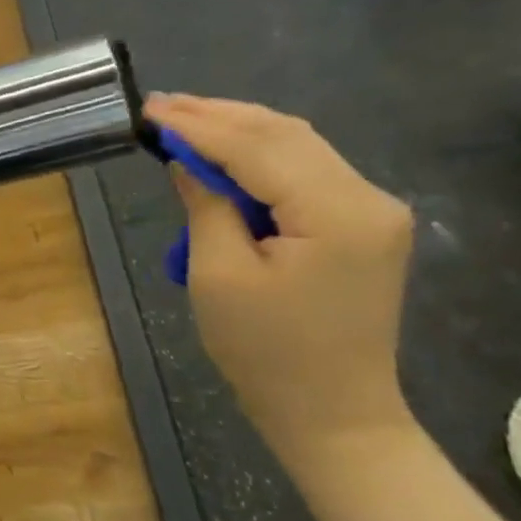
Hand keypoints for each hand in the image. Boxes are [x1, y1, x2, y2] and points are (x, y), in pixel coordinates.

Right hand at [146, 94, 415, 464]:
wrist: (334, 414)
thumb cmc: (267, 352)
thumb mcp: (219, 275)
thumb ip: (205, 206)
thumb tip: (185, 161)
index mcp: (337, 213)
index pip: (256, 148)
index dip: (198, 125)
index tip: (149, 109)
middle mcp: (368, 198)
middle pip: (284, 134)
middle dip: (217, 116)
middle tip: (159, 106)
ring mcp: (372, 210)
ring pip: (297, 145)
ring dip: (237, 129)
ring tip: (182, 118)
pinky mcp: (362, 223)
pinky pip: (305, 170)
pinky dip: (258, 155)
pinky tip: (222, 151)